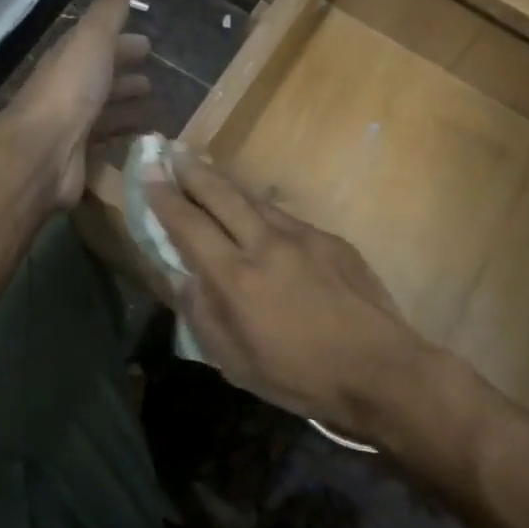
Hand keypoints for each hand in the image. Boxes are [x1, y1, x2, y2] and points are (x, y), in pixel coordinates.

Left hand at [5, 0, 152, 207]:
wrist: (42, 150)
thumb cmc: (70, 90)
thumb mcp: (92, 41)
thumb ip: (107, 12)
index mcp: (69, 59)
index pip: (97, 45)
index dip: (121, 43)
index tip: (147, 45)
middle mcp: (67, 89)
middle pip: (99, 79)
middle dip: (124, 76)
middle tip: (152, 80)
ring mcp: (71, 124)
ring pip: (103, 111)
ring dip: (125, 107)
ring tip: (154, 109)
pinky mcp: (78, 155)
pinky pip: (105, 142)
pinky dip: (124, 137)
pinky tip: (143, 141)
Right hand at [144, 148, 441, 438]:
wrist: (380, 368)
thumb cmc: (299, 376)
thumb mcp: (235, 361)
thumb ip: (201, 312)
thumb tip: (178, 276)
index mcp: (235, 277)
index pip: (188, 224)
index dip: (164, 196)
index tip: (148, 172)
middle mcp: (265, 244)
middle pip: (221, 195)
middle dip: (192, 171)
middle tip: (172, 151)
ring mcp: (302, 236)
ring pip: (255, 200)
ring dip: (226, 185)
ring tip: (207, 171)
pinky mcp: (330, 239)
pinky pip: (285, 218)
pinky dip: (262, 210)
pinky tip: (259, 216)